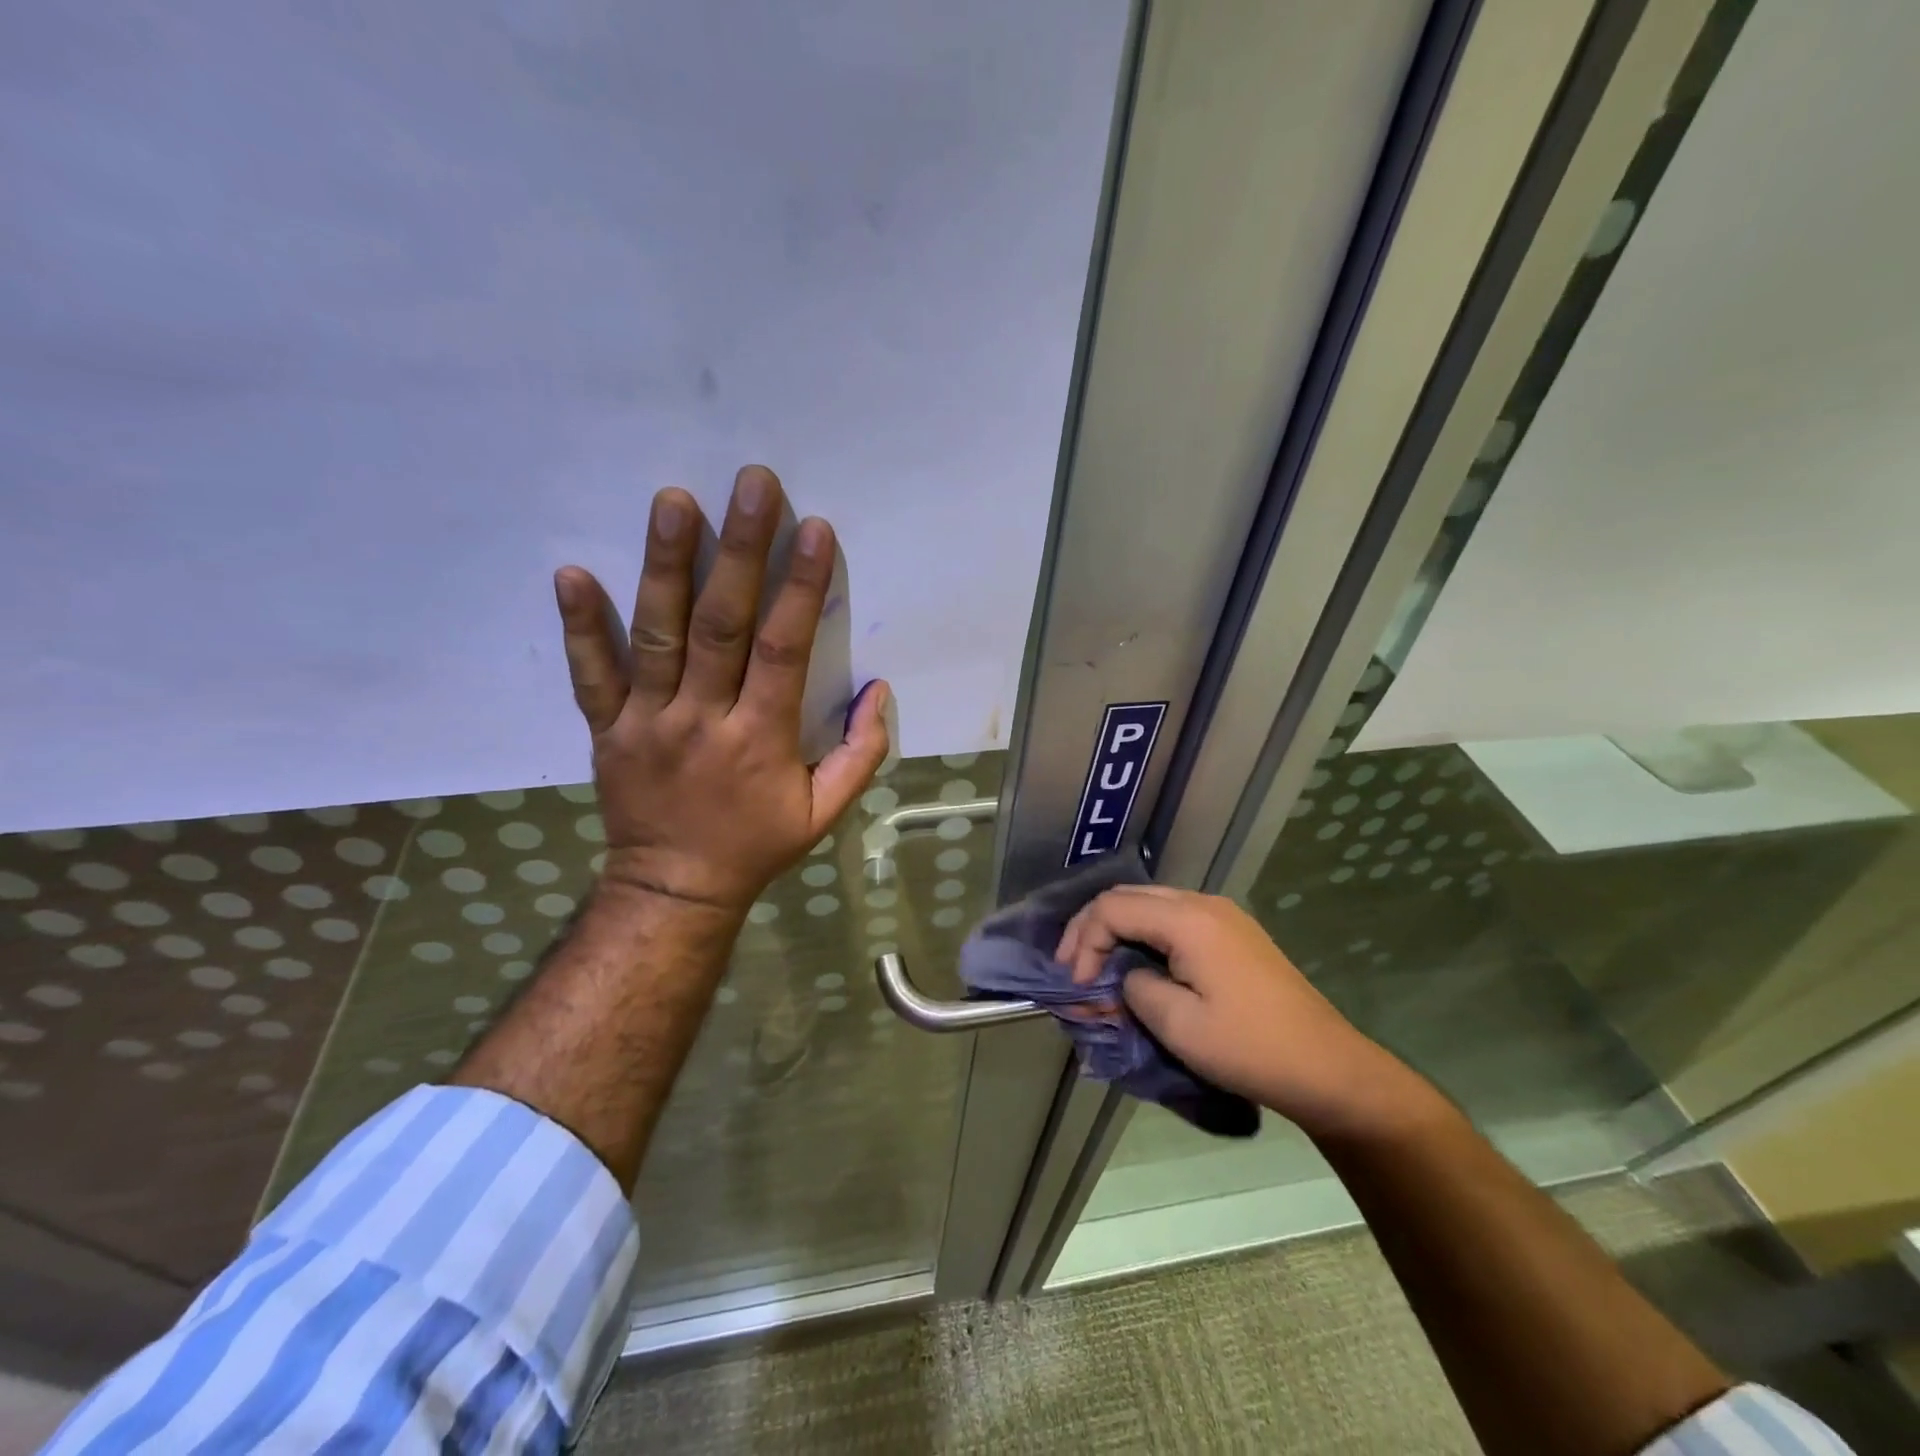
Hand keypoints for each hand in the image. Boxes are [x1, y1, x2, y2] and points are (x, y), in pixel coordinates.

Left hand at [550, 464, 890, 916]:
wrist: (675, 888)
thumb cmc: (757, 845)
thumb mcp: (825, 813)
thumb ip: (860, 754)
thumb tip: (878, 691)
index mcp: (760, 738)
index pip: (783, 650)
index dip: (801, 588)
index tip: (813, 530)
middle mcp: (702, 718)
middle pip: (721, 625)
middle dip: (740, 551)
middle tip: (751, 485)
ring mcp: (647, 720)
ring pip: (656, 634)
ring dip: (665, 565)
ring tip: (673, 501)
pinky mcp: (607, 728)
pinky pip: (590, 674)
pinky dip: (579, 626)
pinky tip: (571, 572)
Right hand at [1057, 884, 1427, 1138]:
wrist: (1328, 1068)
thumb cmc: (1250, 1047)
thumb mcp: (1178, 1025)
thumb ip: (1134, 988)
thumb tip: (1123, 977)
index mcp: (1188, 918)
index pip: (1113, 908)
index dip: (1084, 943)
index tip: (1078, 987)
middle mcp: (1203, 903)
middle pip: (1127, 897)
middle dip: (1091, 930)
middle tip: (1073, 970)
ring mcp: (1222, 915)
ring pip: (1149, 905)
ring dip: (1117, 932)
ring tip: (1098, 970)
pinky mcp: (1232, 934)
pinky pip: (1173, 919)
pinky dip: (1144, 937)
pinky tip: (1137, 966)